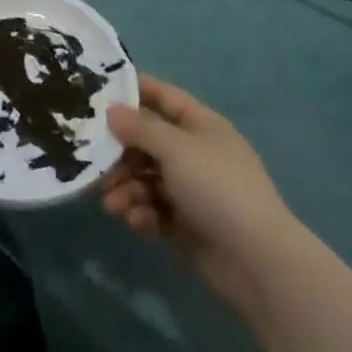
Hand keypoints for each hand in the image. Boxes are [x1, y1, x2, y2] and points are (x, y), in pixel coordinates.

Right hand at [101, 75, 296, 318]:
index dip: (134, 90)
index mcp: (201, 126)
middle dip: (119, 153)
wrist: (257, 261)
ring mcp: (191, 190)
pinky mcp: (185, 224)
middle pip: (147, 142)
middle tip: (95, 165)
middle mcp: (194, 153)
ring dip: (125, 187)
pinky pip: (153, 209)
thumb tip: (112, 110)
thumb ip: (141, 128)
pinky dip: (141, 212)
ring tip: (113, 204)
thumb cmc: (217, 188)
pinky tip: (135, 221)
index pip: (163, 97)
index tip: (97, 92)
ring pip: (145, 178)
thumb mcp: (176, 149)